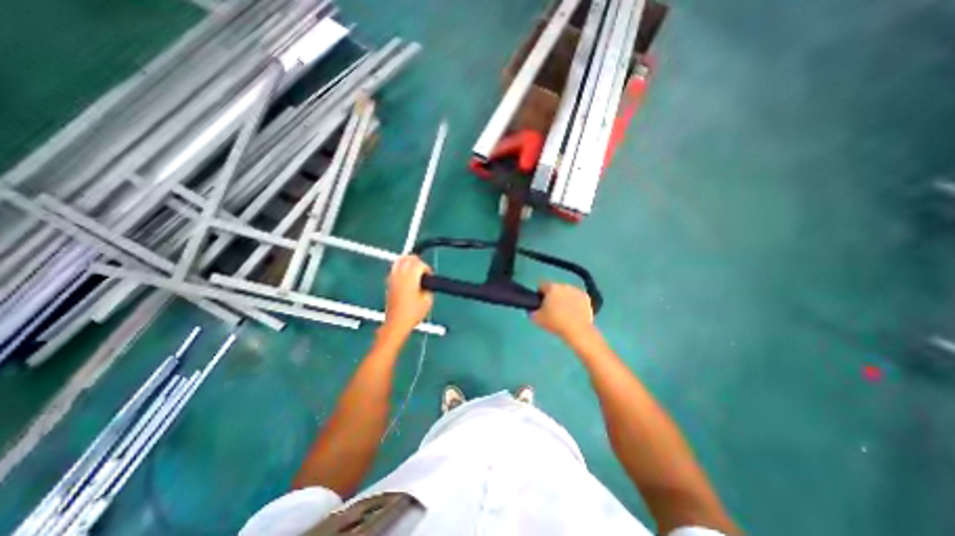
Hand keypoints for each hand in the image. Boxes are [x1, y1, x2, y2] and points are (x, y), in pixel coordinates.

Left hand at [383, 255, 435, 333]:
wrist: (396, 323)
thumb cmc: (413, 313)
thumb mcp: (428, 300)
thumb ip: (428, 286)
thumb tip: (426, 280)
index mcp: (410, 277)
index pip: (419, 264)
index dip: (427, 269)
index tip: (430, 277)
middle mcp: (400, 274)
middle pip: (409, 258)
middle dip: (418, 262)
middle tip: (424, 271)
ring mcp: (392, 277)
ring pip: (400, 260)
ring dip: (409, 262)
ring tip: (415, 271)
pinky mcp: (388, 282)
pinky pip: (395, 268)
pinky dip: (402, 268)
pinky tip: (407, 275)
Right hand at [535, 282, 595, 340]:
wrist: (577, 331)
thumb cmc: (555, 323)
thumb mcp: (536, 318)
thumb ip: (532, 311)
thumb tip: (533, 308)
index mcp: (551, 288)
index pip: (541, 285)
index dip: (539, 294)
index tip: (541, 304)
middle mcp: (564, 285)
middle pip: (555, 288)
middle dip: (553, 296)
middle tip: (552, 310)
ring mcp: (577, 291)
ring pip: (567, 292)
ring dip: (564, 298)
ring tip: (564, 312)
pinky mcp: (587, 297)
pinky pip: (577, 298)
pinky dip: (575, 303)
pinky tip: (574, 313)